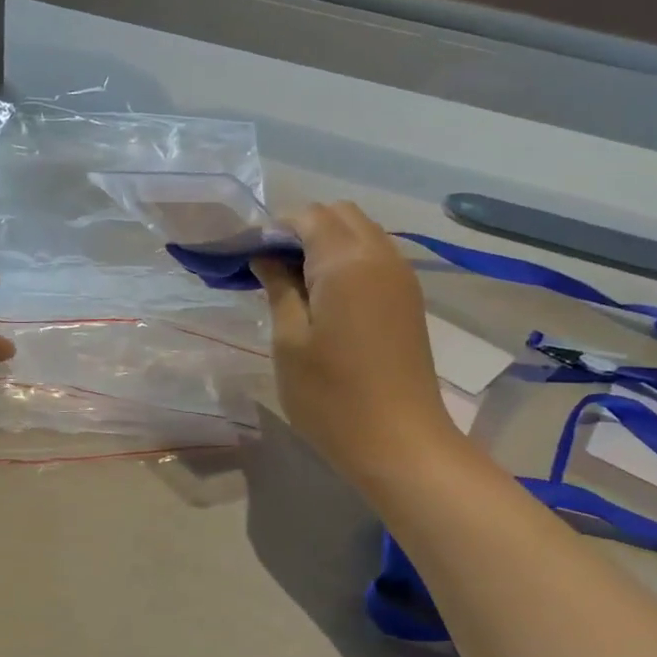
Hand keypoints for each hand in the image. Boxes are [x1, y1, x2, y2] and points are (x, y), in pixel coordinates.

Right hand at [252, 203, 458, 490]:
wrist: (399, 442)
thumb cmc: (331, 397)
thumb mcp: (289, 342)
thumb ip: (279, 288)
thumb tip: (267, 257)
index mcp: (346, 261)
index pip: (307, 216)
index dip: (274, 229)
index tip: (248, 258)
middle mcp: (380, 255)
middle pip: (339, 215)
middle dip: (302, 230)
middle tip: (271, 270)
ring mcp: (401, 277)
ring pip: (361, 233)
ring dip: (327, 244)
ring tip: (296, 285)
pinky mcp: (408, 299)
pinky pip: (375, 257)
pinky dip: (348, 261)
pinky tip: (327, 298)